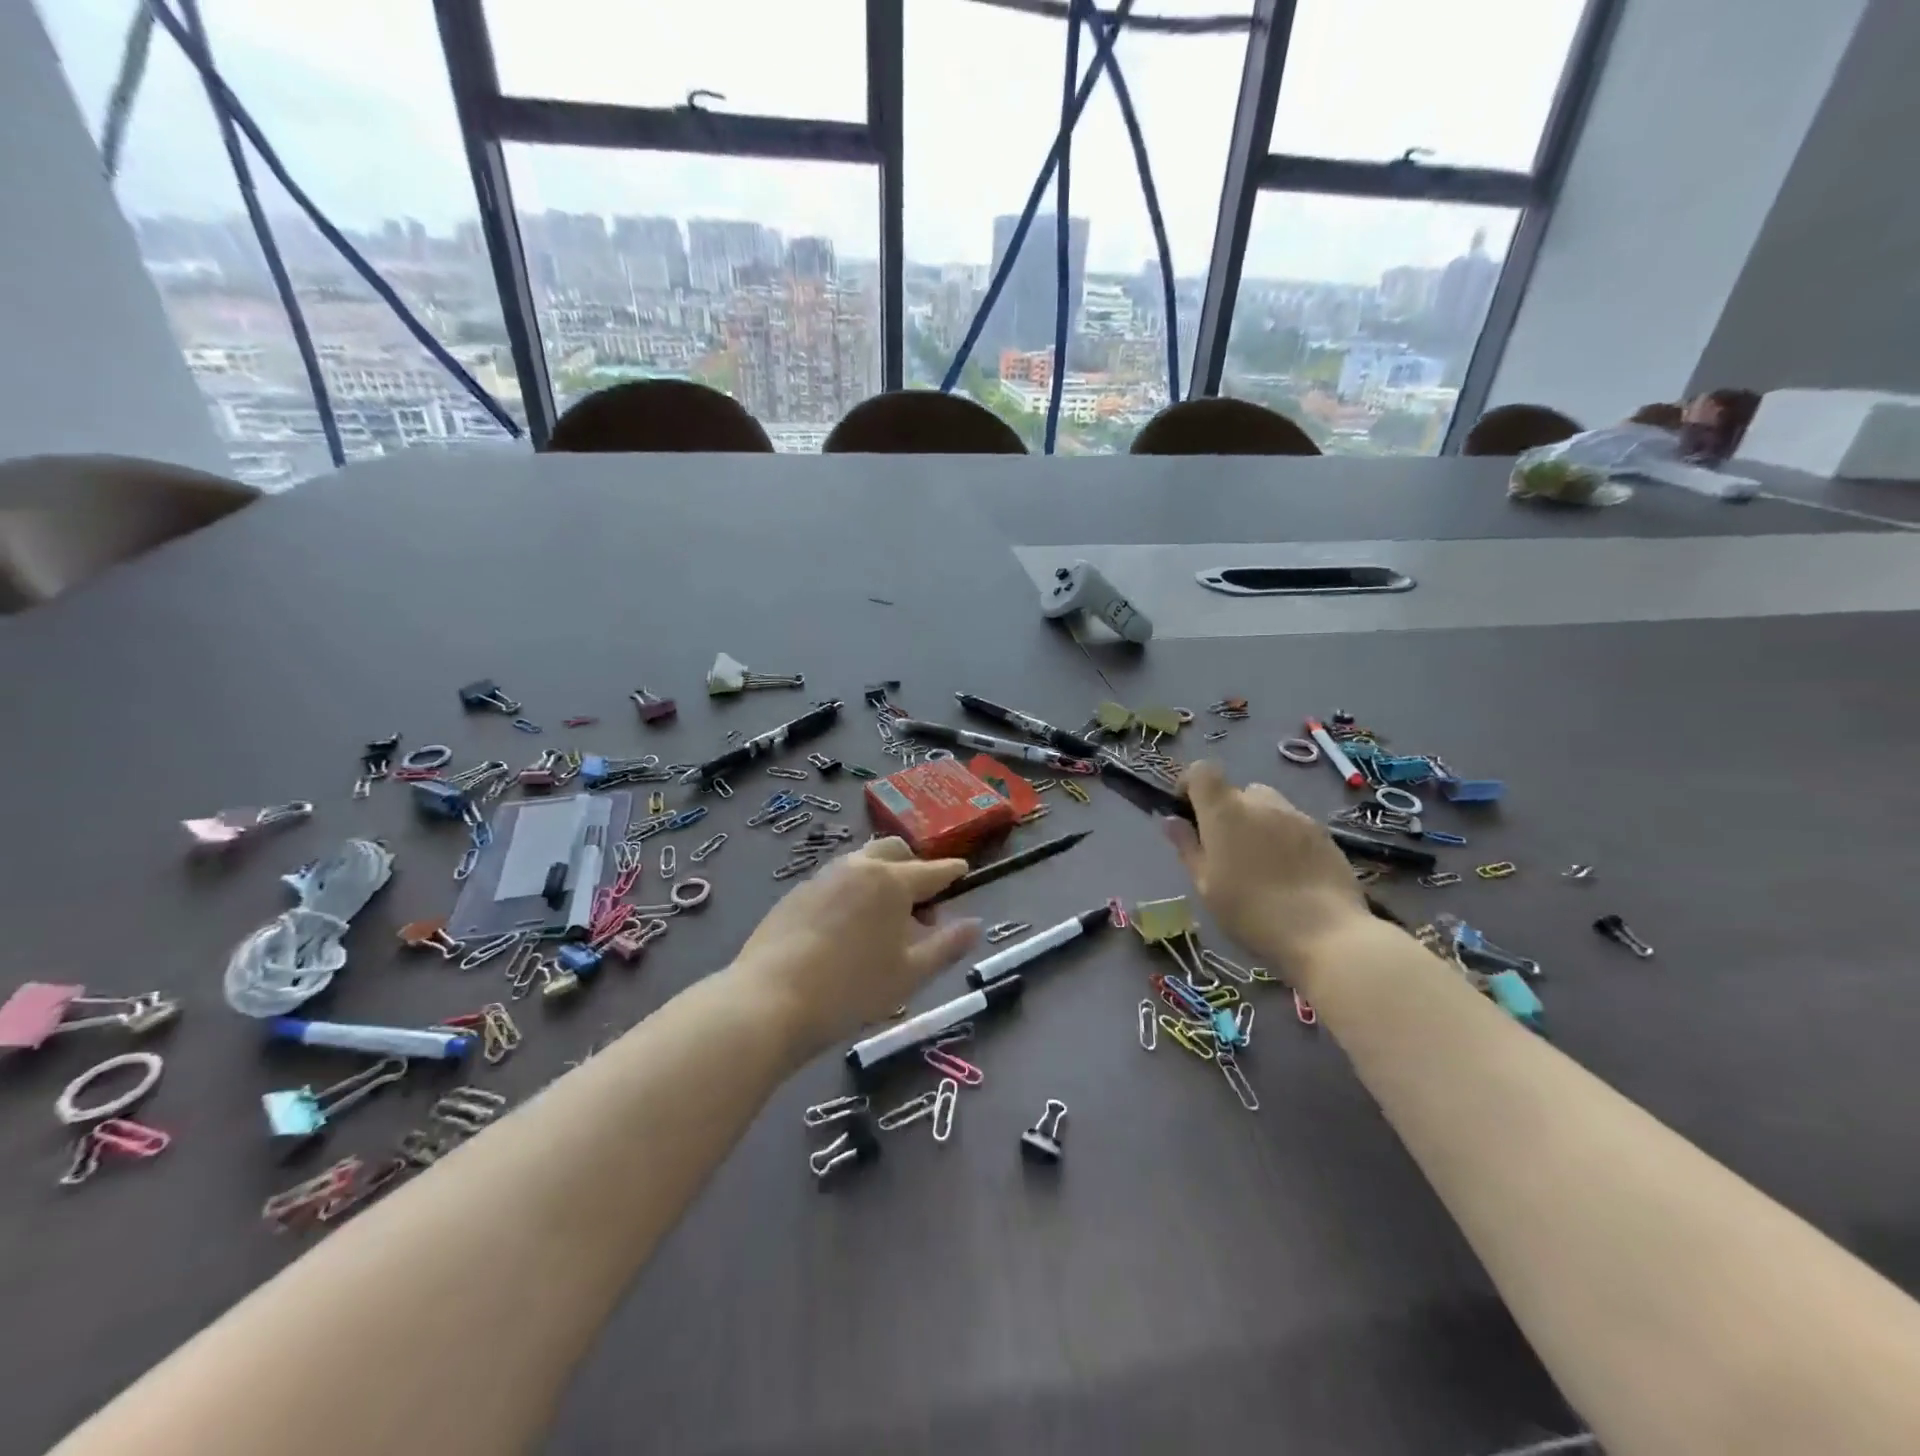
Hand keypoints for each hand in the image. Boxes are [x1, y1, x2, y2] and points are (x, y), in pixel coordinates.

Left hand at [732, 838, 981, 1055]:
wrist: (770, 1000)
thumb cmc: (851, 990)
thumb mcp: (910, 974)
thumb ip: (946, 946)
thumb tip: (975, 924)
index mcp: (892, 881)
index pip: (933, 870)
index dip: (952, 872)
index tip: (963, 873)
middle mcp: (858, 866)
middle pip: (895, 851)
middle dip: (914, 867)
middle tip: (921, 904)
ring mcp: (823, 876)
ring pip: (862, 861)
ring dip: (882, 876)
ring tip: (884, 916)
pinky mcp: (797, 892)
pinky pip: (836, 879)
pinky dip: (853, 890)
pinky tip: (847, 925)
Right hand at [1162, 761, 1367, 981]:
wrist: (1324, 934)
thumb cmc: (1251, 911)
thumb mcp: (1206, 886)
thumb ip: (1188, 847)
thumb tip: (1171, 820)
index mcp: (1224, 811)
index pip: (1202, 771)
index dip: (1191, 784)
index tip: (1188, 810)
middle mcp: (1261, 803)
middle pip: (1238, 791)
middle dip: (1228, 812)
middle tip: (1226, 849)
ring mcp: (1297, 816)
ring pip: (1269, 806)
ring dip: (1258, 822)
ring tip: (1260, 861)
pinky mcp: (1324, 834)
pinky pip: (1294, 824)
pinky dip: (1284, 838)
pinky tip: (1290, 873)